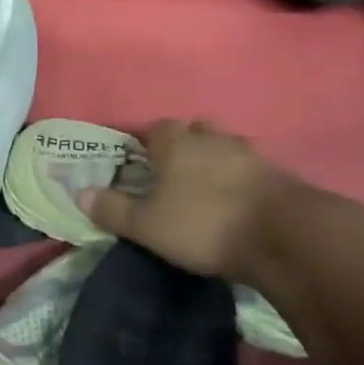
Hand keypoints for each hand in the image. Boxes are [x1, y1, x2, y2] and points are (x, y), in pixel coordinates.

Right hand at [79, 119, 300, 280]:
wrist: (284, 236)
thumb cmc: (203, 224)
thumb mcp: (146, 225)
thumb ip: (112, 209)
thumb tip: (79, 193)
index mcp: (175, 142)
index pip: (154, 128)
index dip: (144, 142)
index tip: (137, 161)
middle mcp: (211, 138)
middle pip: (191, 132)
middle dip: (181, 147)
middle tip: (170, 173)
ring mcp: (248, 153)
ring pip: (222, 148)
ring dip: (212, 162)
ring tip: (203, 188)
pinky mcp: (277, 174)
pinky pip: (248, 169)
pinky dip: (238, 180)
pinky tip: (234, 200)